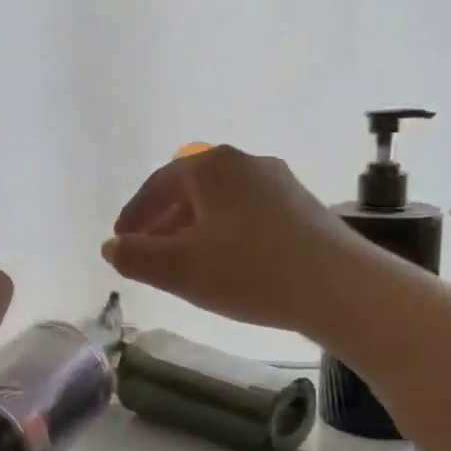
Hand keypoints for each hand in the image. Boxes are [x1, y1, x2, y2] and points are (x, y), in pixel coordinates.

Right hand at [102, 146, 354, 332]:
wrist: (339, 287)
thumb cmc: (249, 270)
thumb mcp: (179, 269)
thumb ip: (135, 257)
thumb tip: (111, 247)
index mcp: (211, 167)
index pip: (158, 184)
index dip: (134, 213)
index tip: (120, 239)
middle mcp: (245, 163)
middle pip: (190, 190)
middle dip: (163, 221)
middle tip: (147, 252)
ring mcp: (279, 183)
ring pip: (221, 203)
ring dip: (194, 229)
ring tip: (184, 262)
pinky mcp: (303, 207)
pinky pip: (248, 215)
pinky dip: (225, 234)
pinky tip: (228, 263)